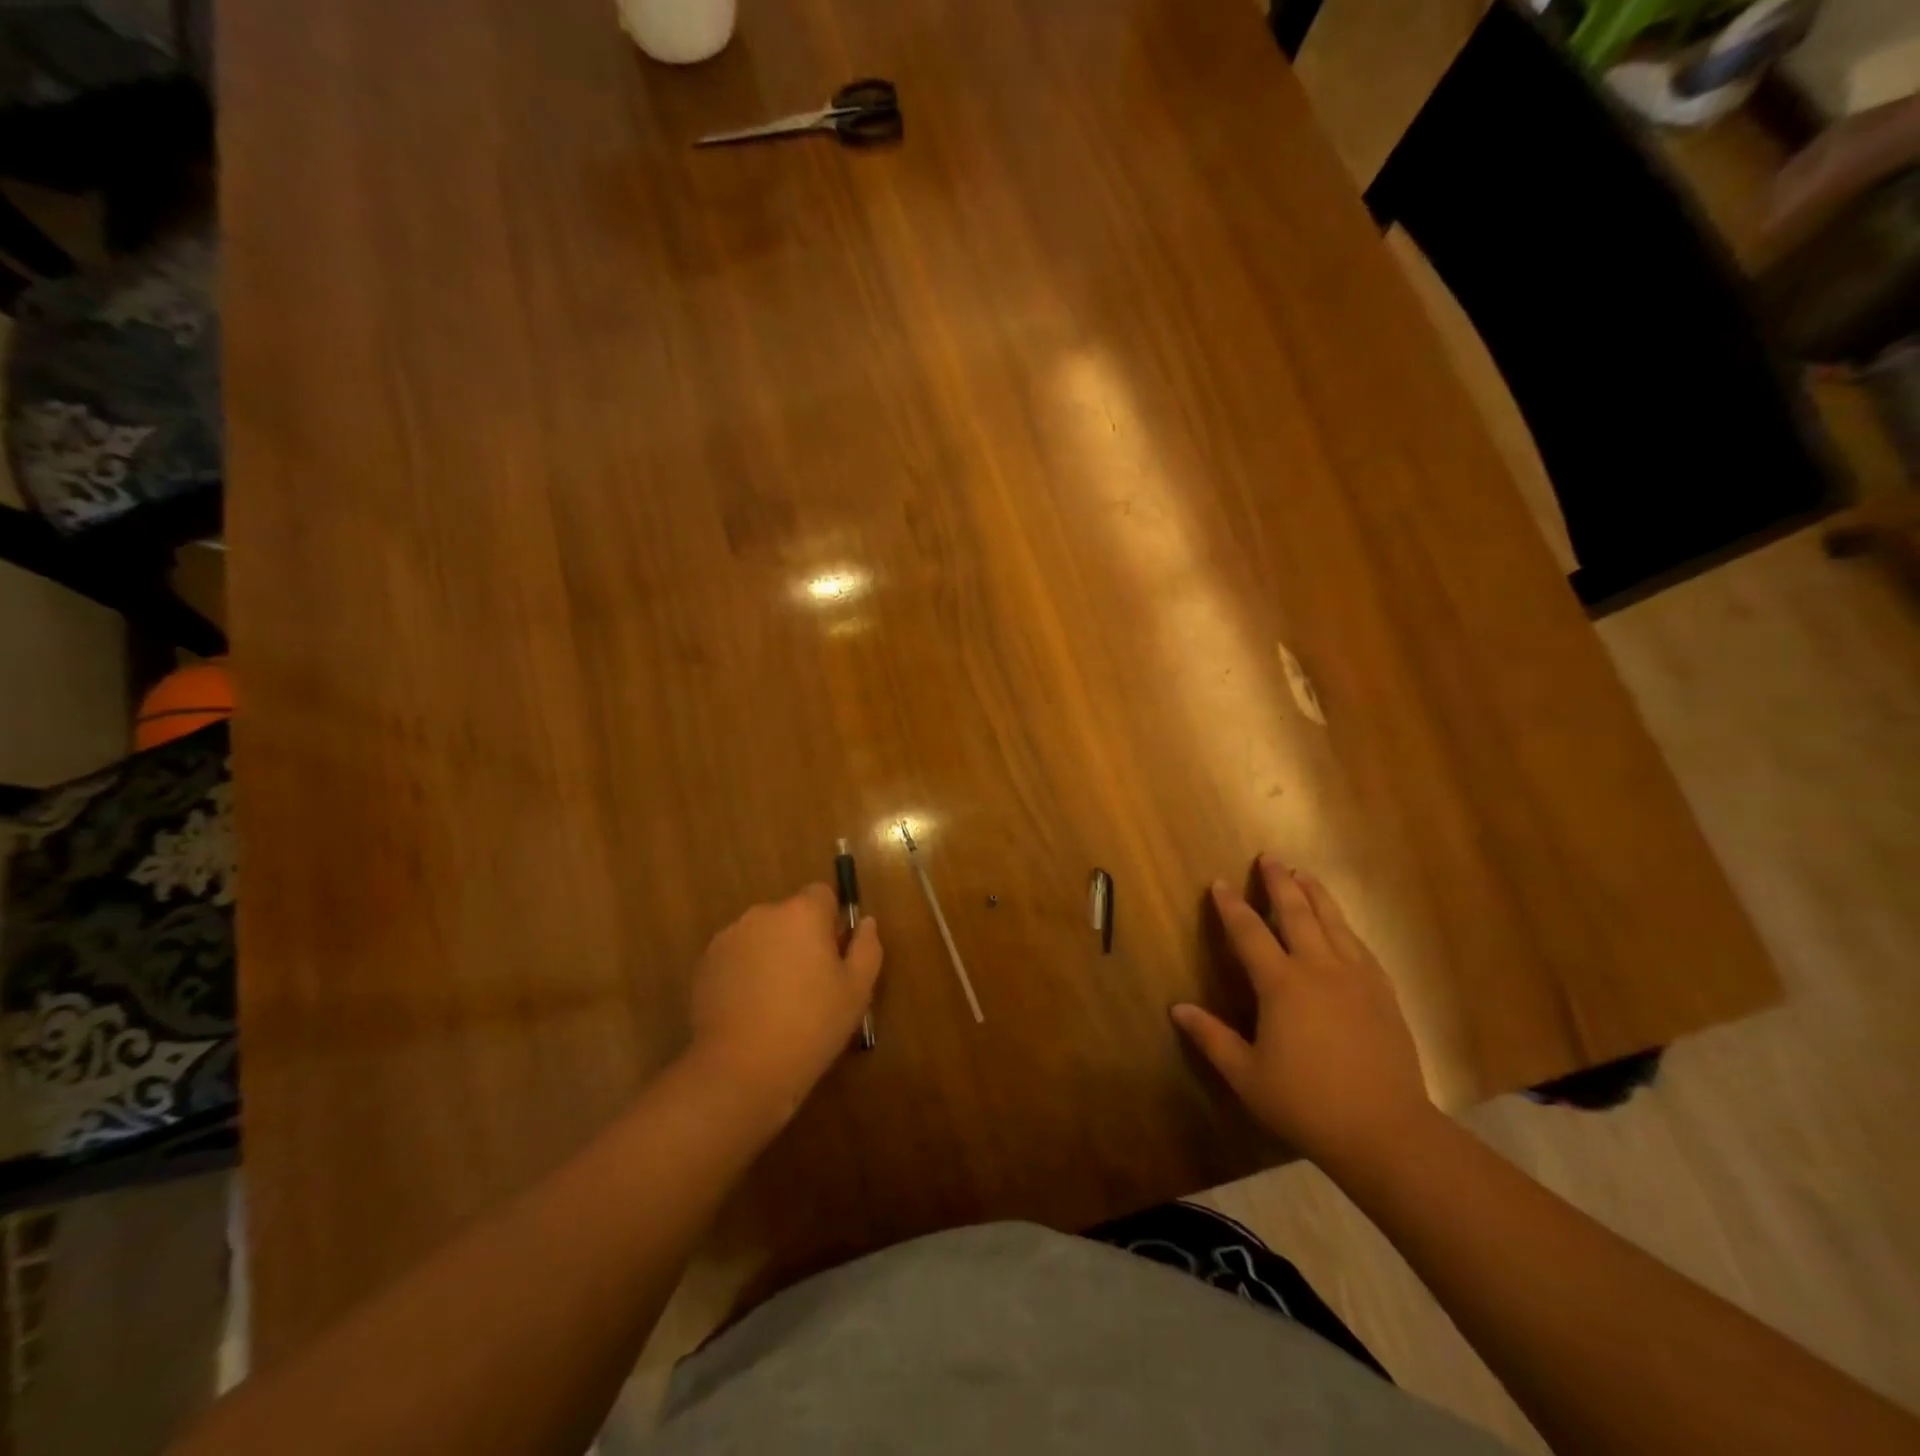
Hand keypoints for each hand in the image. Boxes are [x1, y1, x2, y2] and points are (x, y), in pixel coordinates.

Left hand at [686, 884, 881, 1119]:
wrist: (741, 1069)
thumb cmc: (811, 1026)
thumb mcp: (857, 990)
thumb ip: (866, 947)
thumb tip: (865, 922)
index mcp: (803, 913)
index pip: (822, 894)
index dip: (831, 922)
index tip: (833, 956)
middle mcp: (763, 914)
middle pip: (790, 915)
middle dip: (800, 938)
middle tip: (809, 984)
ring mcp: (729, 937)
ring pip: (762, 935)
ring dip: (771, 953)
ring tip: (776, 1000)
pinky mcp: (705, 963)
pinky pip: (736, 956)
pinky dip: (745, 971)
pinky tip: (750, 1009)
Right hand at [1172, 855, 1432, 1166]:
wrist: (1387, 1131)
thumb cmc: (1307, 1103)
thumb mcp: (1247, 1075)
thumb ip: (1211, 1037)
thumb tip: (1177, 1008)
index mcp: (1282, 985)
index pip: (1249, 932)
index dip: (1231, 906)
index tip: (1219, 883)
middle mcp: (1320, 969)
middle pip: (1297, 913)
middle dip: (1280, 883)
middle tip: (1270, 858)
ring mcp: (1357, 978)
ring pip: (1334, 922)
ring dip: (1316, 894)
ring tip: (1304, 874)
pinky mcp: (1383, 994)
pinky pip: (1360, 946)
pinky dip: (1344, 926)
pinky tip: (1341, 925)